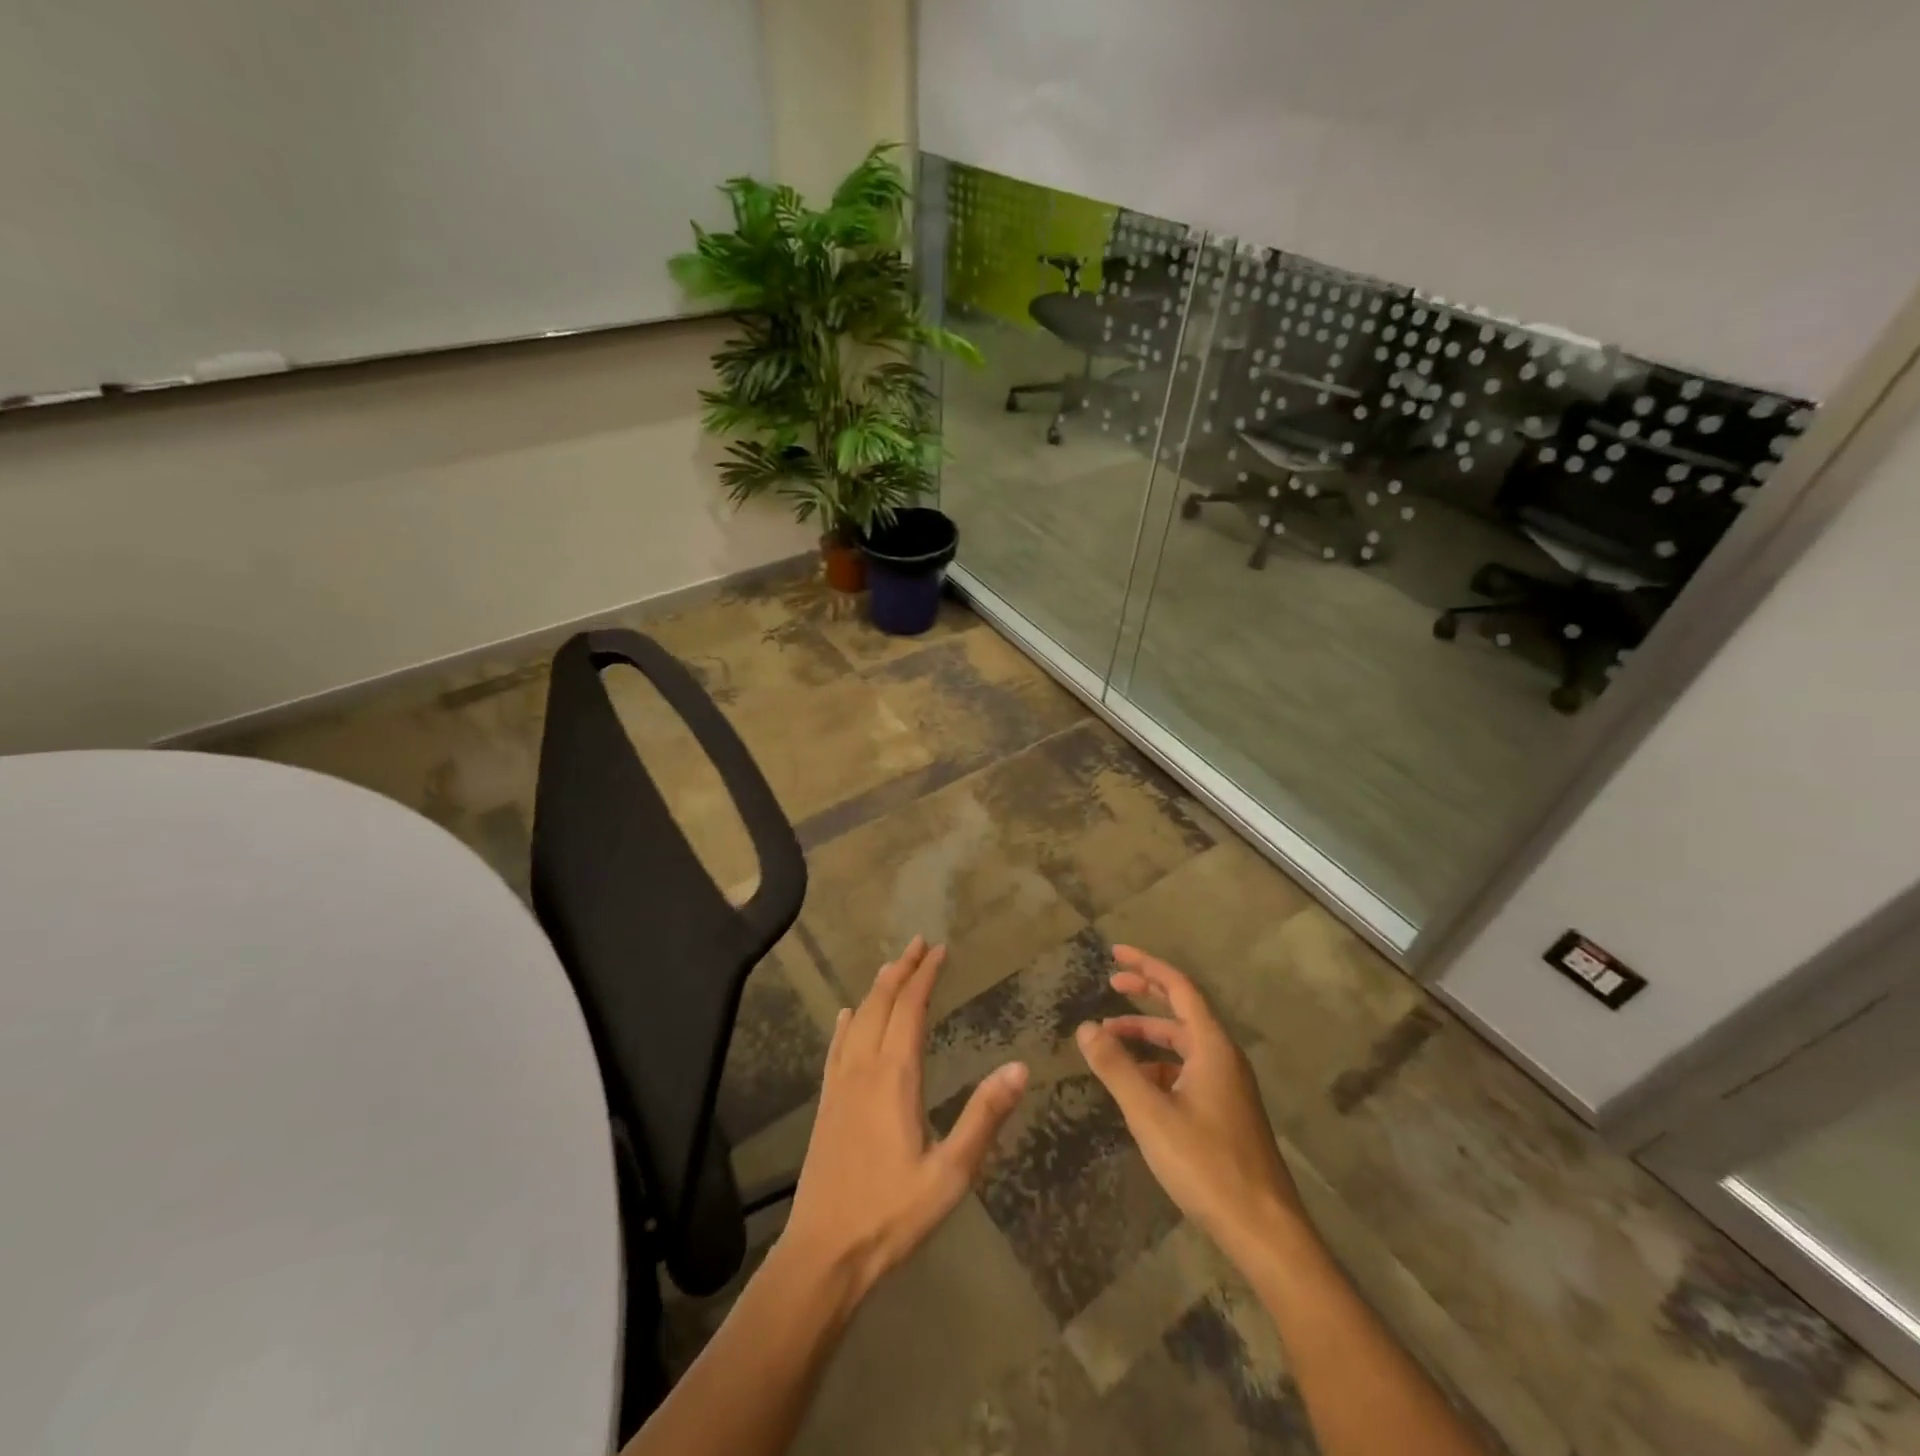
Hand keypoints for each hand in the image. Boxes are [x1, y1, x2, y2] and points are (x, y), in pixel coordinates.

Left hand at [779, 937, 1028, 1301]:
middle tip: (920, 944)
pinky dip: (847, 1023)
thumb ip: (984, 1117)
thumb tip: (1019, 1067)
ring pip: (858, 1019)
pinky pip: (837, 1047)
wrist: (823, 1252)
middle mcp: (864, 1068)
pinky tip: (847, 1016)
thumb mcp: (951, 1172)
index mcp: (895, 1076)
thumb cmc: (891, 1213)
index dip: (926, 976)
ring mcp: (840, 1084)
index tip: (940, 950)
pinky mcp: (826, 1104)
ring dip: (877, 989)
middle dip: (902, 970)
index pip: (911, 1009)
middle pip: (882, 1003)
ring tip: (892, 967)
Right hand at [1076, 945, 1305, 1263]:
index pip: (1178, 988)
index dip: (1146, 966)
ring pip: (1182, 1045)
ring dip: (1146, 1036)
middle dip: (1145, 994)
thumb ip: (1115, 1067)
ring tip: (1108, 1042)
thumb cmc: (1207, 1164)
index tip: (1115, 953)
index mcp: (1212, 1046)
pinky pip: (1186, 1072)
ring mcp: (1227, 1086)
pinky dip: (1157, 1067)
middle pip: (1182, 1010)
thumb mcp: (1150, 1113)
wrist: (1264, 1230)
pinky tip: (1134, 1086)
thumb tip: (1085, 1027)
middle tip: (1110, 983)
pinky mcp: (1225, 1112)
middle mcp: (1223, 1057)